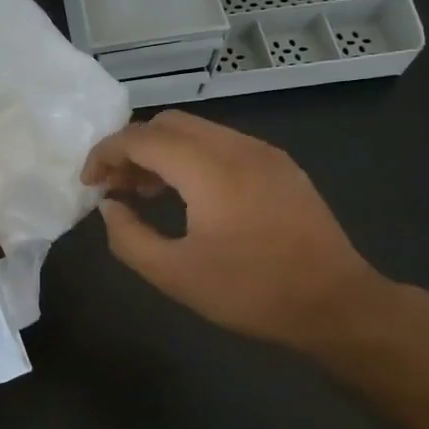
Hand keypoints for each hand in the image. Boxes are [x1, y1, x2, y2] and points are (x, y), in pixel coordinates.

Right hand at [82, 110, 392, 350]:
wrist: (338, 305)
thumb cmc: (252, 292)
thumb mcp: (174, 275)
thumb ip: (128, 236)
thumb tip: (110, 206)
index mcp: (208, 169)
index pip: (140, 138)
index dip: (105, 154)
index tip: (90, 183)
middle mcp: (235, 147)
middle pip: (166, 123)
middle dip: (131, 148)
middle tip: (116, 187)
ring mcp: (262, 152)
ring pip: (195, 130)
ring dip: (161, 151)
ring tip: (146, 193)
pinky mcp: (279, 165)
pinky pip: (221, 143)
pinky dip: (191, 157)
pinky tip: (188, 195)